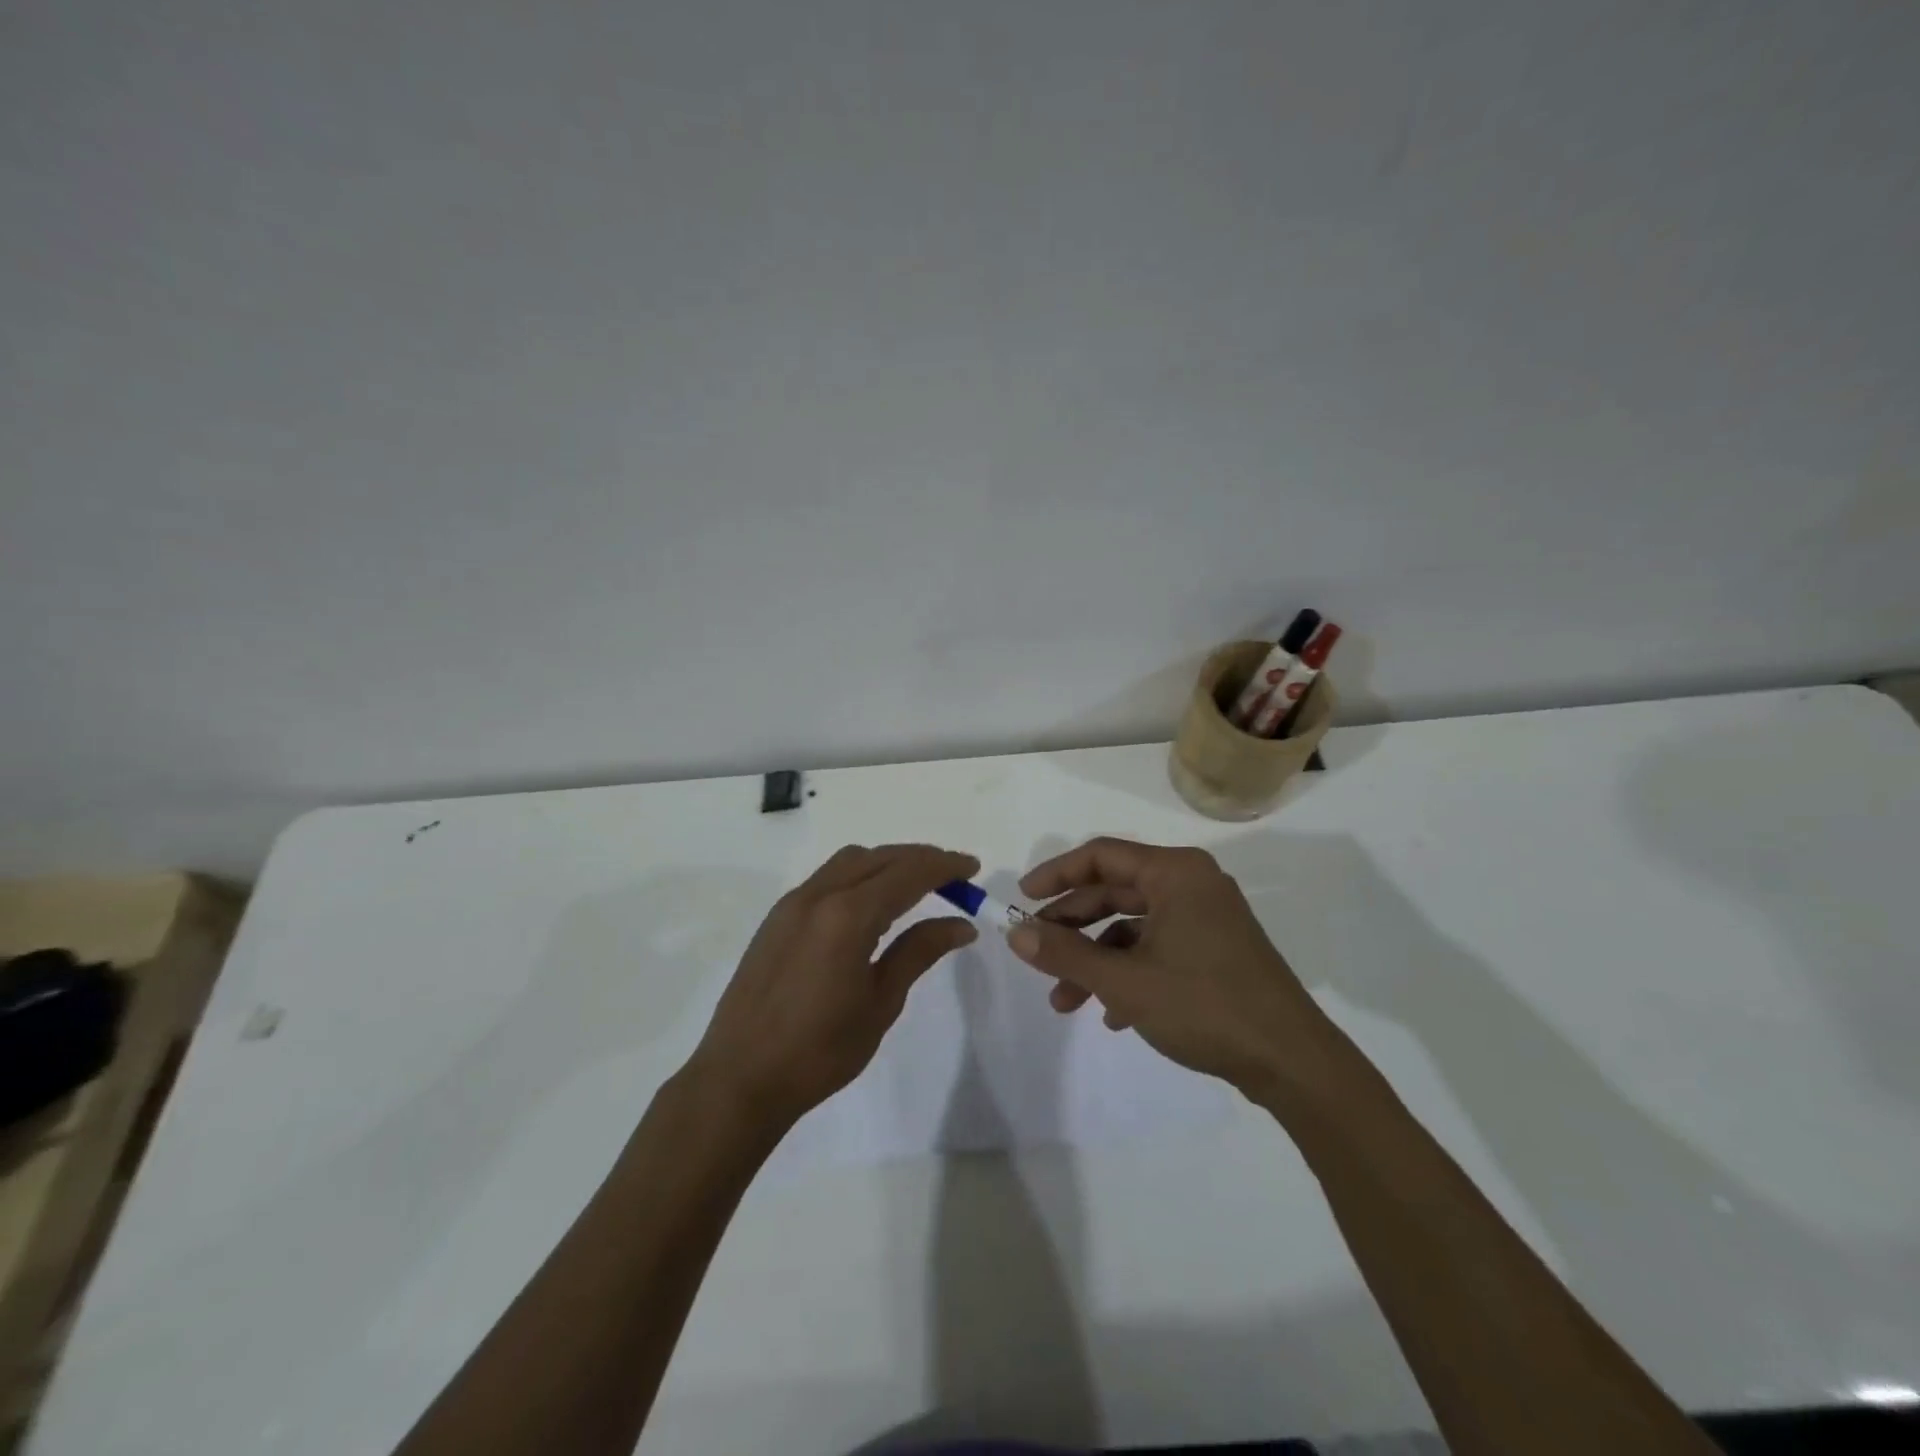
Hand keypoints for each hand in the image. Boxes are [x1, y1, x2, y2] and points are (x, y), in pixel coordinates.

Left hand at [684, 844, 978, 1137]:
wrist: (740, 1077)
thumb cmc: (820, 1050)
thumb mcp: (881, 1002)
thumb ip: (920, 952)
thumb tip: (961, 924)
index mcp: (848, 916)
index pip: (908, 874)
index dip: (944, 866)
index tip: (973, 868)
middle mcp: (819, 895)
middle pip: (880, 857)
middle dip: (920, 859)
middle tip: (954, 876)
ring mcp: (793, 903)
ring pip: (850, 861)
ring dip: (888, 862)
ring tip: (917, 884)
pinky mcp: (778, 917)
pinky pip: (828, 877)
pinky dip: (860, 875)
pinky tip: (873, 903)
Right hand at [1009, 837, 1343, 1102]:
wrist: (1292, 1062)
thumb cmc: (1204, 1006)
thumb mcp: (1124, 981)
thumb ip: (1065, 953)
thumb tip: (1014, 933)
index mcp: (1175, 873)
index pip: (1101, 855)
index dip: (1056, 874)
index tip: (1022, 900)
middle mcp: (1191, 884)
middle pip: (1114, 891)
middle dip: (1072, 927)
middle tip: (1037, 953)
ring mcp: (1206, 918)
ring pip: (1133, 926)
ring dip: (1095, 959)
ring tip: (1065, 1001)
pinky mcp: (1215, 950)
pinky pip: (1157, 948)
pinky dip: (1128, 973)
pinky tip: (1112, 1015)